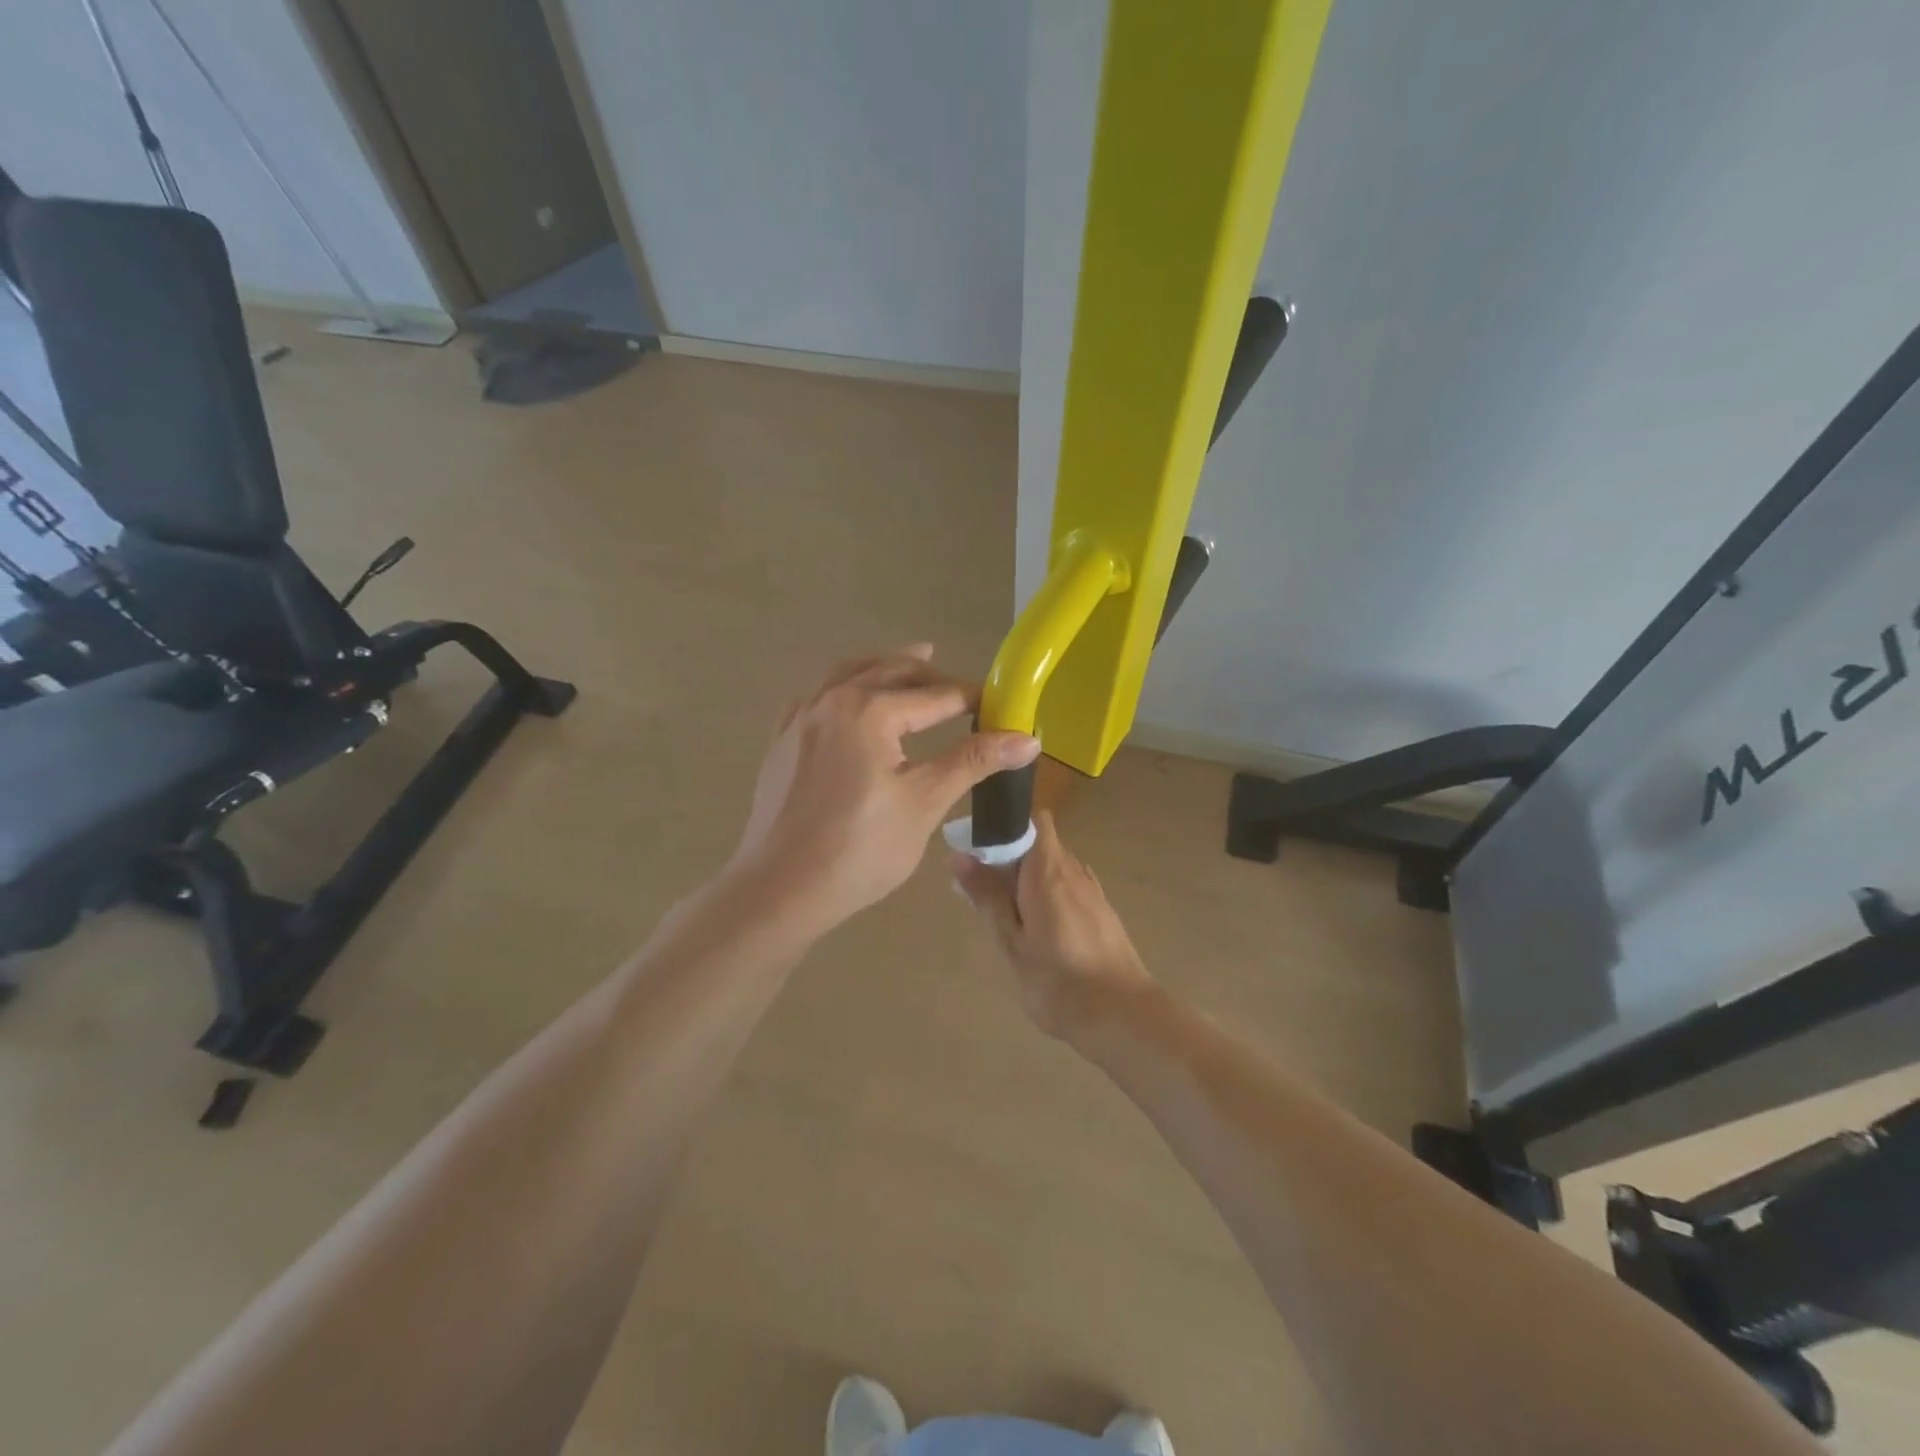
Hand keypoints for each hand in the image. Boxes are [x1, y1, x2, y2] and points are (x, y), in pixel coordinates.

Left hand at [731, 645, 1040, 938]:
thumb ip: (973, 761)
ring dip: (886, 668)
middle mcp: (831, 700)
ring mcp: (800, 719)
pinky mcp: (782, 742)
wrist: (779, 890)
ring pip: (850, 675)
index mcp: (869, 710)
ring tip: (913, 662)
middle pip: (891, 672)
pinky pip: (818, 697)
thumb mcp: (924, 803)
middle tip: (962, 690)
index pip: (936, 696)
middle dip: (931, 677)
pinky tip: (852, 703)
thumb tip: (1027, 738)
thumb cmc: (859, 849)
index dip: (973, 700)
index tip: (1000, 707)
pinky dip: (845, 689)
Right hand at [951, 812, 1154, 1039]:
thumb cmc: (1059, 982)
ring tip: (1006, 917)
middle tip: (981, 893)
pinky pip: (1069, 889)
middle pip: (1039, 845)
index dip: (1006, 825)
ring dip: (1028, 880)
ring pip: (1054, 869)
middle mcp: (1074, 871)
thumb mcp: (1011, 942)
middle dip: (1009, 858)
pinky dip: (1048, 897)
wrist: (1124, 1018)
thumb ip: (987, 896)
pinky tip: (1039, 932)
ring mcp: (1092, 892)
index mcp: (1048, 871)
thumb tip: (959, 855)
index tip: (979, 849)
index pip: (1033, 821)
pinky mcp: (1102, 914)